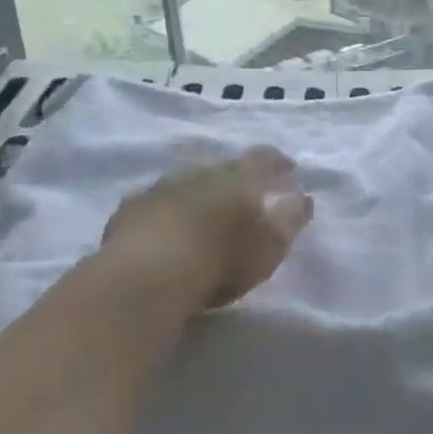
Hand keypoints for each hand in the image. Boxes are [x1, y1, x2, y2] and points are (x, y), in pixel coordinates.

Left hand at [102, 147, 313, 310]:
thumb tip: (302, 196)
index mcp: (238, 178)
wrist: (147, 275)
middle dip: (235, 179)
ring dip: (197, 194)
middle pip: (222, 168)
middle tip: (244, 196)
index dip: (278, 162)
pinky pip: (155, 204)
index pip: (263, 158)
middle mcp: (200, 173)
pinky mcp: (130, 210)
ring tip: (203, 215)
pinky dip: (165, 212)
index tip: (288, 169)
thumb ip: (291, 218)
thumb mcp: (271, 244)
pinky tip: (164, 231)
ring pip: (186, 183)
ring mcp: (161, 188)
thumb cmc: (222, 259)